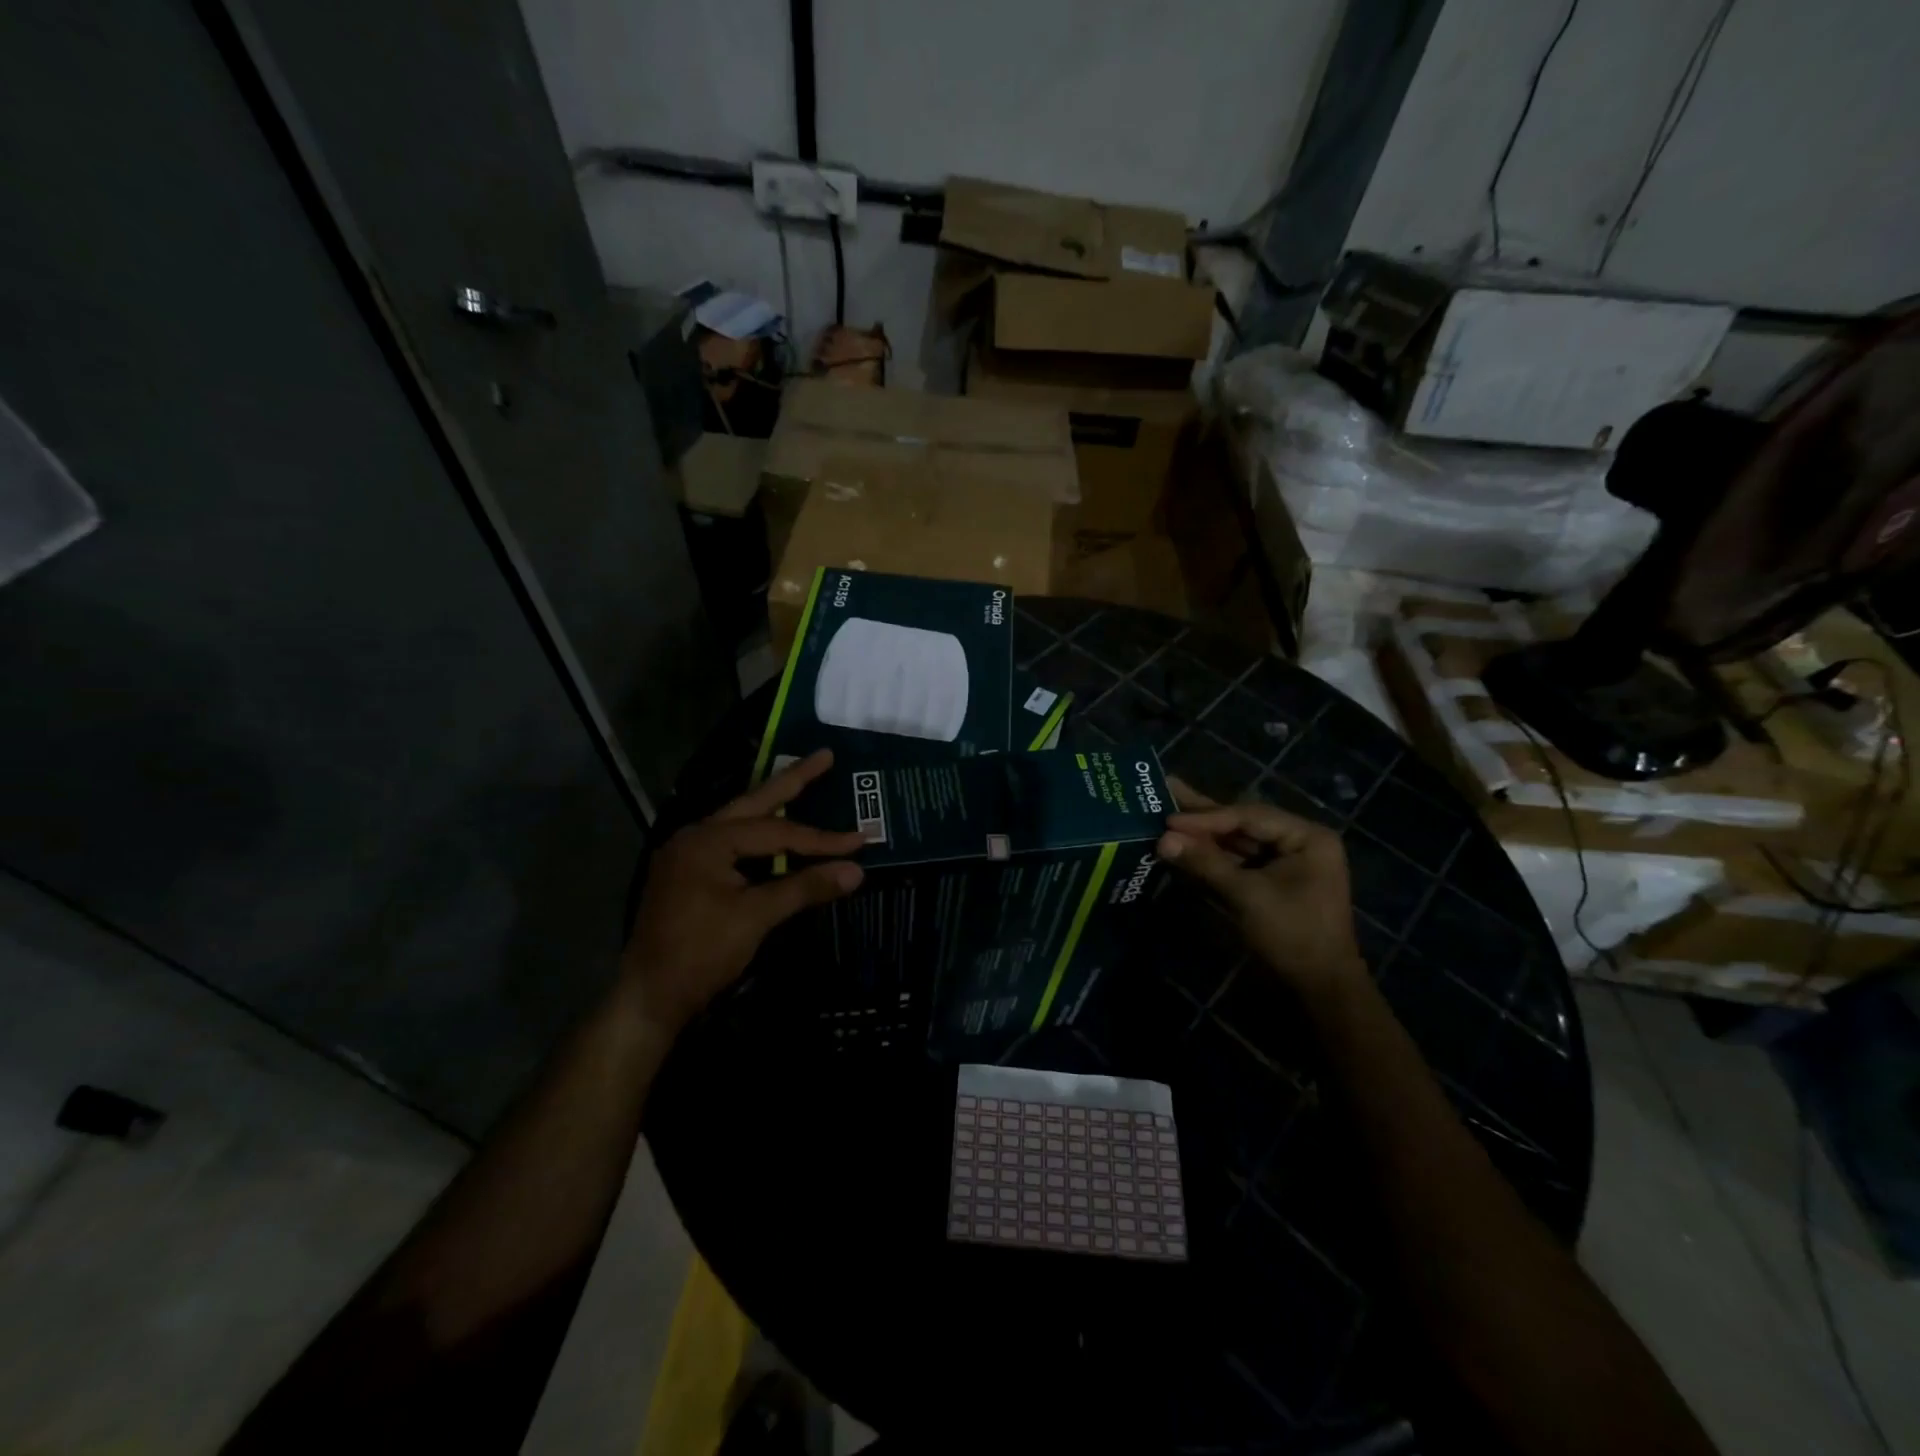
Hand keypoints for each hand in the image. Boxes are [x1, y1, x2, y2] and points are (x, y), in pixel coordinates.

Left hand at [620, 750, 864, 1036]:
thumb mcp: (756, 917)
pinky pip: (730, 843)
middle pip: (753, 802)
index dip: (822, 838)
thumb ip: (805, 887)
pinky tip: (775, 834)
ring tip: (803, 784)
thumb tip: (856, 870)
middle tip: (825, 756)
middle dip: (792, 781)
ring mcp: (687, 855)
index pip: (777, 832)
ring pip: (740, 821)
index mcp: (707, 840)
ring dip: (773, 806)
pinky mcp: (688, 875)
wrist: (649, 998)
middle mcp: (695, 836)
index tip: (861, 840)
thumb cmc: (701, 953)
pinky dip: (758, 836)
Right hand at [1156, 779, 1365, 994]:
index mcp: (1307, 836)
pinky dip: (1212, 856)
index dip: (1206, 817)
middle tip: (1165, 790)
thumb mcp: (1247, 895)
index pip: (1248, 816)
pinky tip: (1184, 846)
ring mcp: (1286, 863)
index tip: (1168, 819)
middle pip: (1242, 823)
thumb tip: (1162, 840)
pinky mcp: (1272, 883)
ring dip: (1204, 835)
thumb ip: (1205, 863)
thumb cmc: (1293, 935)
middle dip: (1203, 815)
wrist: (1320, 989)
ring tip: (1166, 815)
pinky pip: (1238, 862)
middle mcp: (1298, 842)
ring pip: (1237, 842)